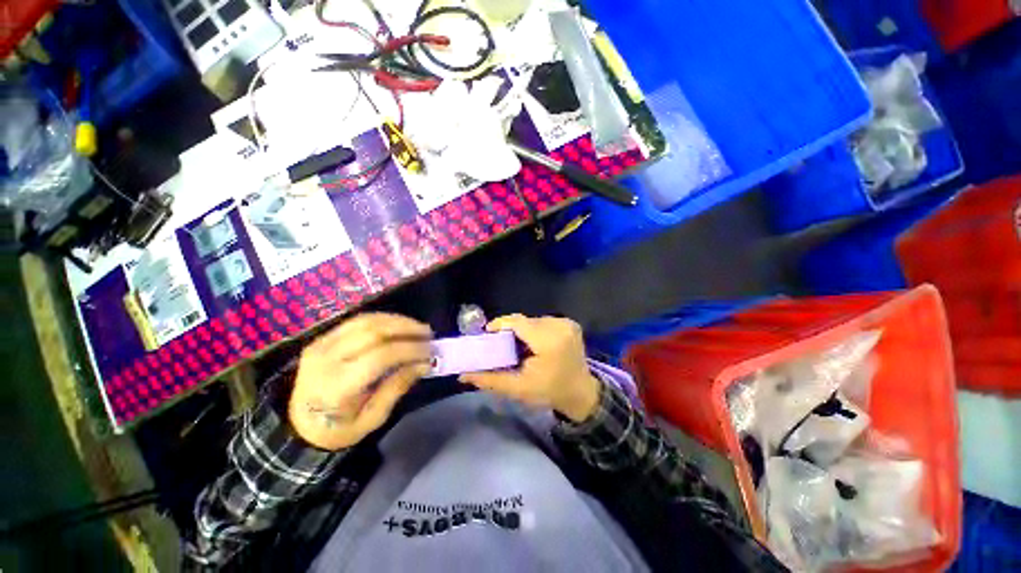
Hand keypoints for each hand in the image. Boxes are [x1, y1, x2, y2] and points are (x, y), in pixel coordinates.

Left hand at [288, 313, 432, 450]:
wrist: (300, 425)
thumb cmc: (339, 428)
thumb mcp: (373, 418)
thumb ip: (398, 386)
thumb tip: (424, 363)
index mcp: (336, 386)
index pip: (380, 356)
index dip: (409, 349)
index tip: (430, 351)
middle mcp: (326, 359)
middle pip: (373, 332)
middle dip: (406, 329)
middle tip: (428, 334)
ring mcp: (321, 344)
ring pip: (366, 321)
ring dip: (397, 321)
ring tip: (417, 327)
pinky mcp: (322, 338)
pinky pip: (357, 321)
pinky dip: (382, 320)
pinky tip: (398, 325)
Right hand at [461, 315, 599, 422]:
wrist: (581, 394)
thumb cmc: (549, 392)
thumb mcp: (518, 388)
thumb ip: (490, 380)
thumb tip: (463, 375)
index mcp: (548, 341)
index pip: (518, 322)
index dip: (500, 324)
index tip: (487, 333)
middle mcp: (559, 326)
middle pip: (525, 321)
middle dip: (511, 330)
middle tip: (501, 344)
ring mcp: (567, 323)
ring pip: (534, 320)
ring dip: (523, 330)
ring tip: (517, 345)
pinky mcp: (571, 323)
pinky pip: (545, 321)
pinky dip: (536, 330)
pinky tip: (534, 343)